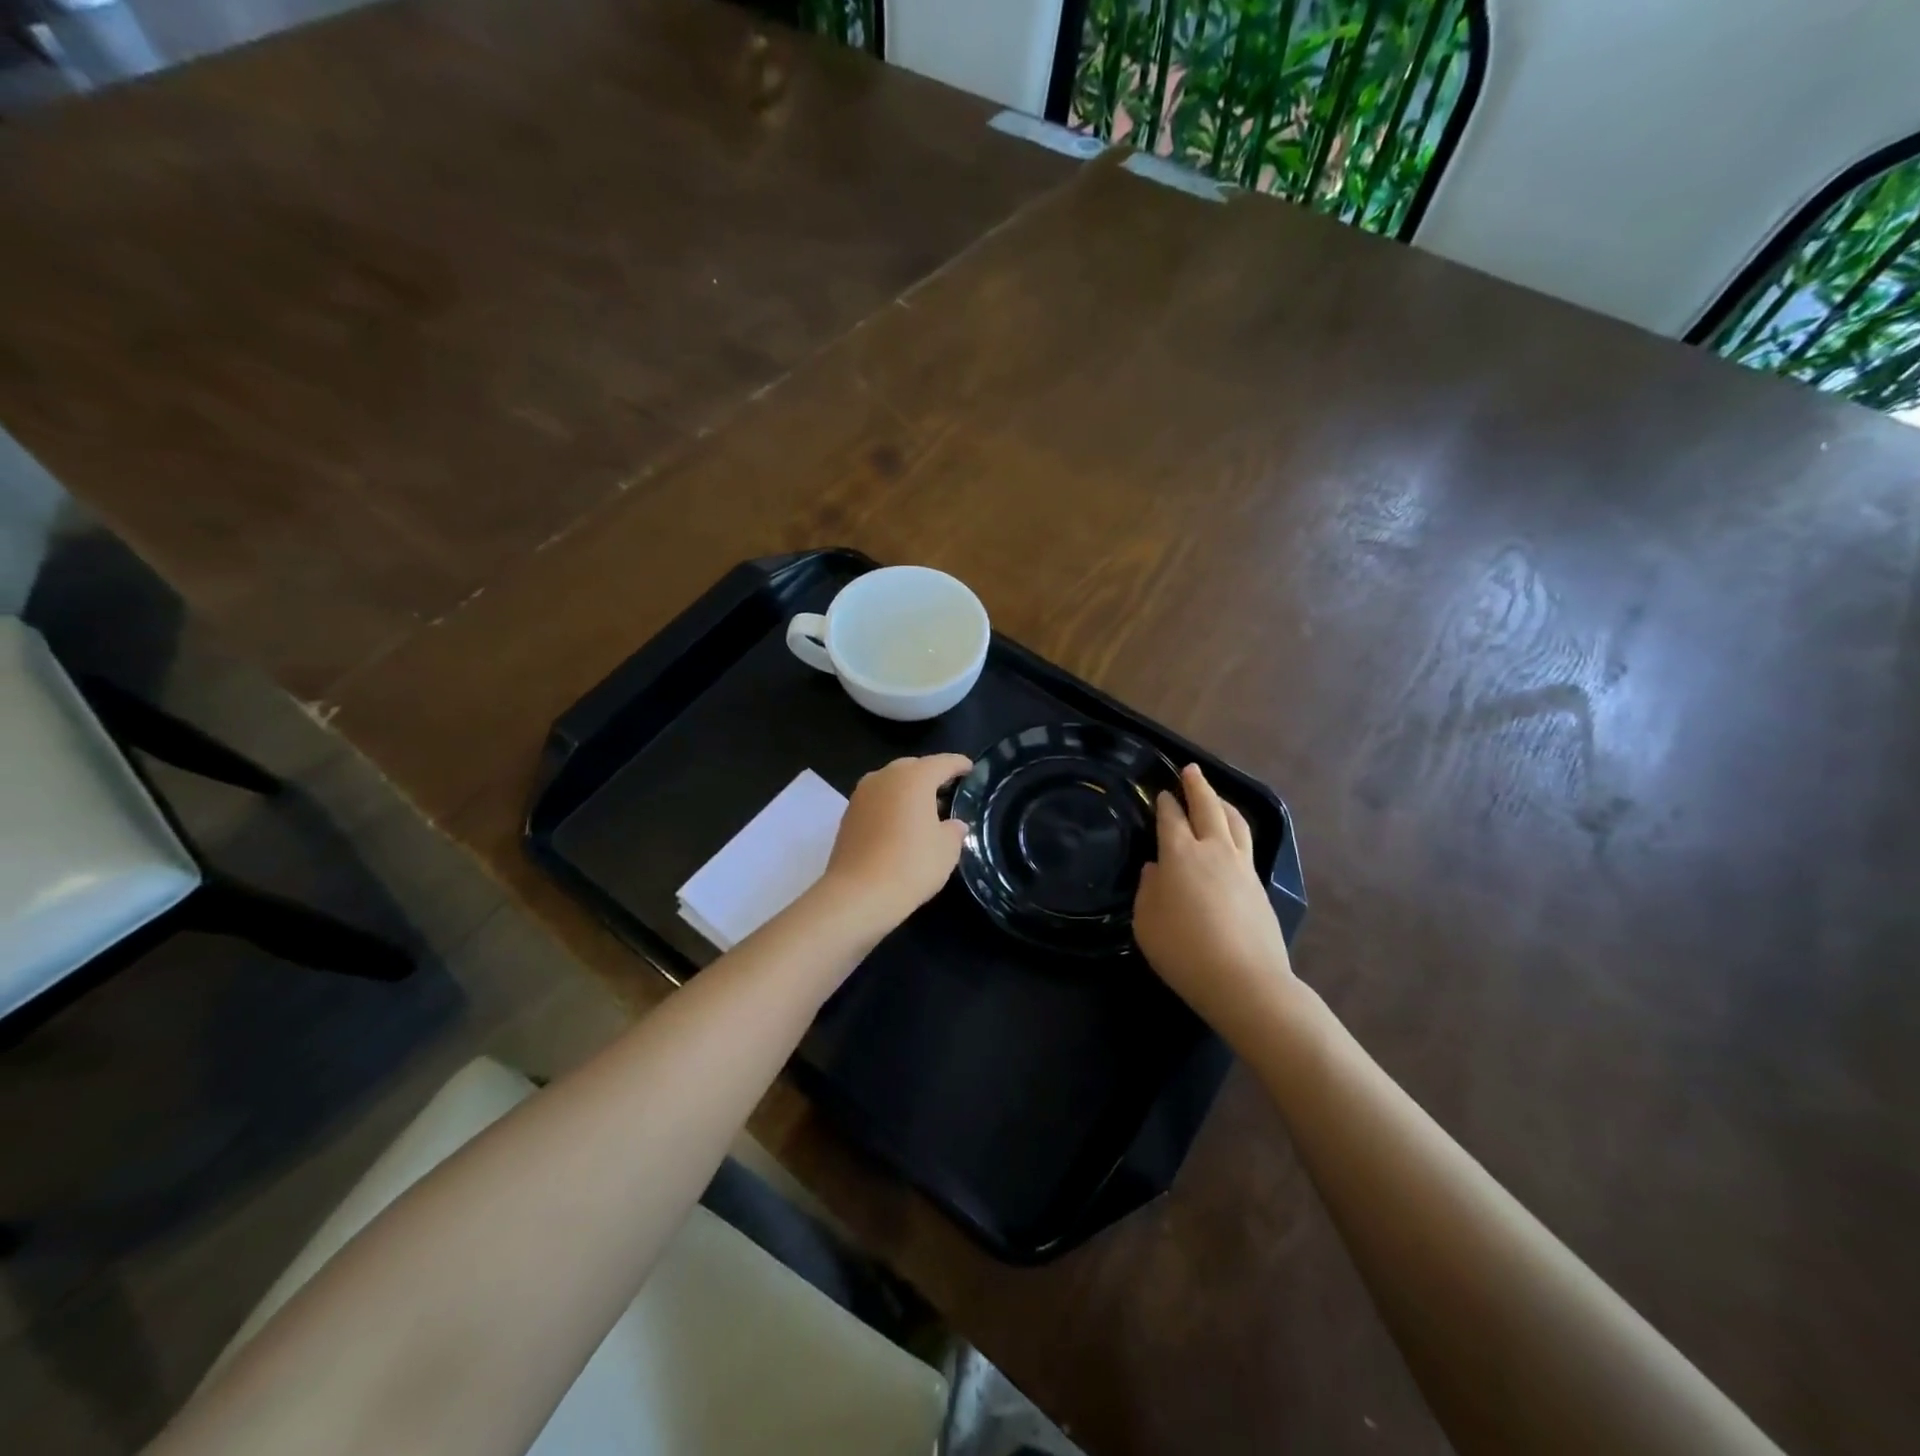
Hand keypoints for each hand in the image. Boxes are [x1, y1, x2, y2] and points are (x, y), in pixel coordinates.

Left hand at [818, 753, 971, 933]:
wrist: (857, 894)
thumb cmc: (911, 865)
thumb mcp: (947, 850)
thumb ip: (954, 830)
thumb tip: (953, 824)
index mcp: (913, 777)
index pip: (943, 762)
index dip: (959, 765)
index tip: (970, 769)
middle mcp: (885, 777)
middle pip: (913, 767)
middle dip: (931, 776)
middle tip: (948, 791)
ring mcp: (862, 794)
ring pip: (892, 783)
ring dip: (908, 791)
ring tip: (925, 810)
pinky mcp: (848, 814)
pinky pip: (877, 800)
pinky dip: (891, 805)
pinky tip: (901, 825)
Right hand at [1135, 764, 1294, 1030]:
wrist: (1245, 981)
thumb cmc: (1184, 951)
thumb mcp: (1146, 923)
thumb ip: (1148, 890)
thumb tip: (1157, 870)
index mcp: (1180, 855)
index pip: (1171, 818)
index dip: (1165, 803)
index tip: (1163, 792)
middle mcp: (1213, 850)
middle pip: (1208, 807)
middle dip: (1198, 786)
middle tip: (1191, 770)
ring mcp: (1241, 866)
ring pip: (1234, 821)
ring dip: (1222, 803)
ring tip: (1215, 796)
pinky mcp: (1259, 885)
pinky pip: (1246, 843)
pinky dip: (1236, 828)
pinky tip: (1232, 837)